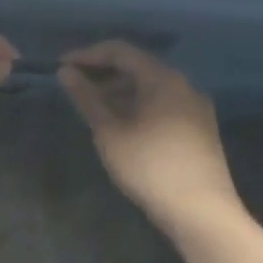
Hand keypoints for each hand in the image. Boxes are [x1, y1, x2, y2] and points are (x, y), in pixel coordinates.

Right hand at [58, 42, 242, 230]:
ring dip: (119, 91)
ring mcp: (195, 107)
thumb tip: (65, 72)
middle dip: (103, 74)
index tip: (61, 67)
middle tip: (74, 88)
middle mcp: (183, 85)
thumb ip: (87, 98)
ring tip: (93, 109)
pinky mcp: (199, 129)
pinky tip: (121, 126)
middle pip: (138, 67)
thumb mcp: (110, 132)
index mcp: (163, 79)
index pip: (120, 51)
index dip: (88, 55)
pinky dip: (137, 106)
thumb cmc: (149, 167)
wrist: (201, 212)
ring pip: (150, 88)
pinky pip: (162, 104)